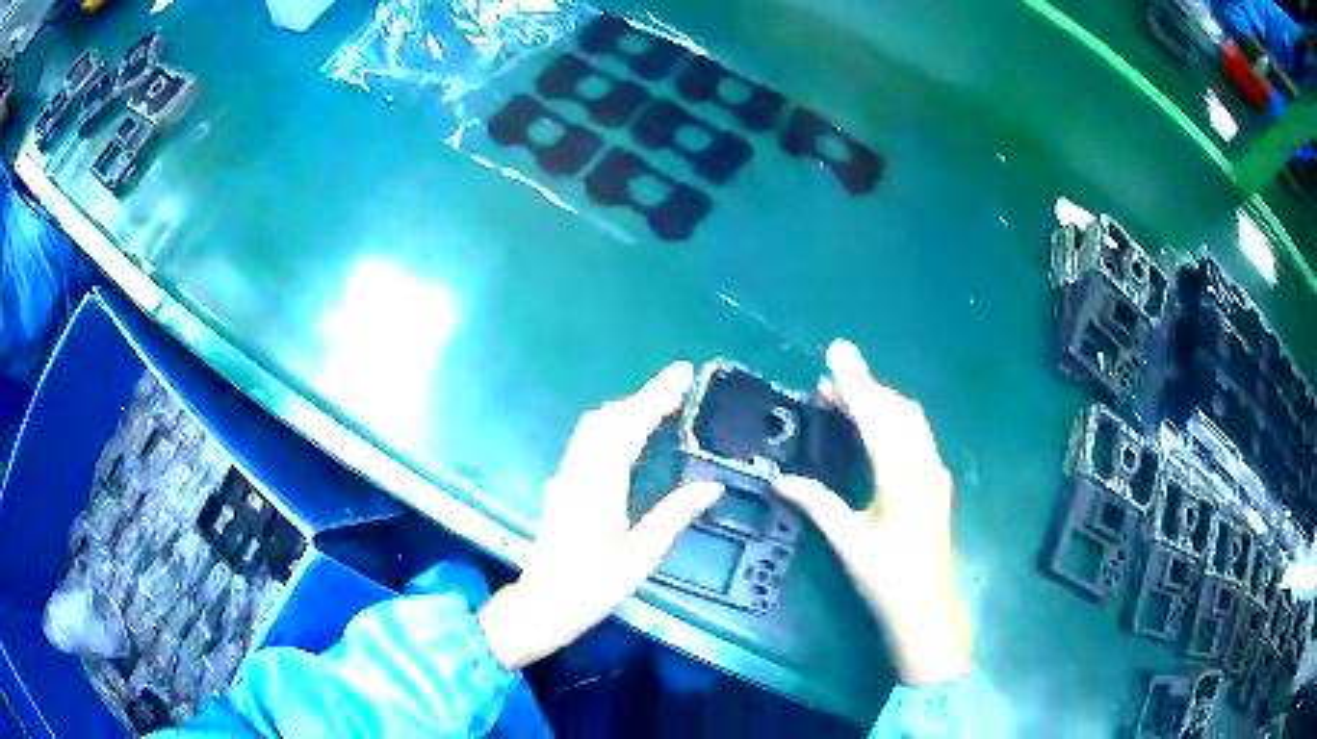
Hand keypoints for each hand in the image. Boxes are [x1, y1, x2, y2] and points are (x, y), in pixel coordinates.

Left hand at [478, 362, 723, 670]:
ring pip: (595, 426)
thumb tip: (713, 486)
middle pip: (609, 418)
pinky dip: (613, 426)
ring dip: (627, 409)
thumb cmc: (592, 586)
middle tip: (680, 390)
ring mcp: (566, 476)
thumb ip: (674, 517)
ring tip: (661, 407)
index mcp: (600, 485)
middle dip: (644, 397)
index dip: (656, 395)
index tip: (682, 373)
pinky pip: (588, 441)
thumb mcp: (639, 557)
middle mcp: (579, 471)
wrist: (542, 604)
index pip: (629, 425)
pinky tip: (629, 438)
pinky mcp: (562, 486)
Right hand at [774, 340, 969, 684]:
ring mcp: (935, 474)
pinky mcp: (937, 485)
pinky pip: (916, 438)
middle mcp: (923, 465)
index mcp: (901, 475)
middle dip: (865, 390)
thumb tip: (778, 480)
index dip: (855, 382)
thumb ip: (816, 503)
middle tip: (826, 386)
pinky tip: (874, 437)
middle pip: (898, 410)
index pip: (875, 417)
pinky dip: (892, 424)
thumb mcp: (847, 540)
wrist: (927, 610)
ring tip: (844, 404)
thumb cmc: (885, 578)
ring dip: (880, 405)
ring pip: (911, 422)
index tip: (836, 351)